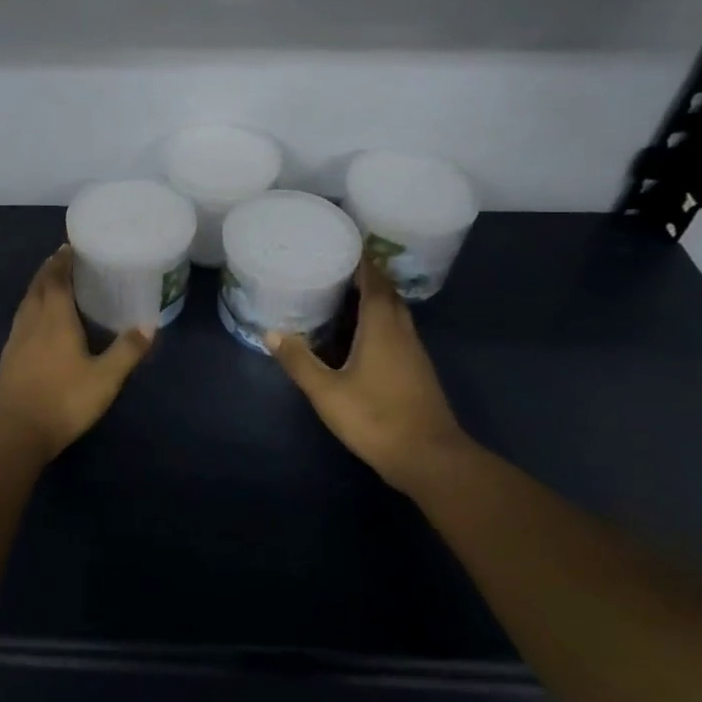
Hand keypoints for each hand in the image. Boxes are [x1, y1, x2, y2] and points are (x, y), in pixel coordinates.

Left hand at [0, 247, 154, 458]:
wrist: (14, 431)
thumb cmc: (63, 400)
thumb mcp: (105, 379)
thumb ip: (127, 351)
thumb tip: (148, 324)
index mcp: (55, 318)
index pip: (56, 279)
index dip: (62, 261)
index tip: (69, 246)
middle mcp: (33, 321)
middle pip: (38, 286)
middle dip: (49, 269)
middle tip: (62, 258)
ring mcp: (16, 339)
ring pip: (27, 301)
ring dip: (38, 286)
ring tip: (51, 282)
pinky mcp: (8, 356)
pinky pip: (22, 318)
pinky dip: (31, 307)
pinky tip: (38, 320)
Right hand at [267, 262, 471, 492]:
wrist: (430, 459)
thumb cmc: (376, 418)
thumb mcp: (327, 392)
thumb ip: (299, 361)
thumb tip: (271, 332)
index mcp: (382, 327)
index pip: (374, 281)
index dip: (362, 261)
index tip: (344, 243)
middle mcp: (402, 332)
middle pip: (387, 294)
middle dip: (366, 277)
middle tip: (337, 267)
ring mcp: (413, 353)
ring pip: (394, 314)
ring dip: (373, 300)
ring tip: (342, 295)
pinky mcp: (416, 371)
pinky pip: (396, 332)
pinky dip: (378, 322)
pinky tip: (358, 335)